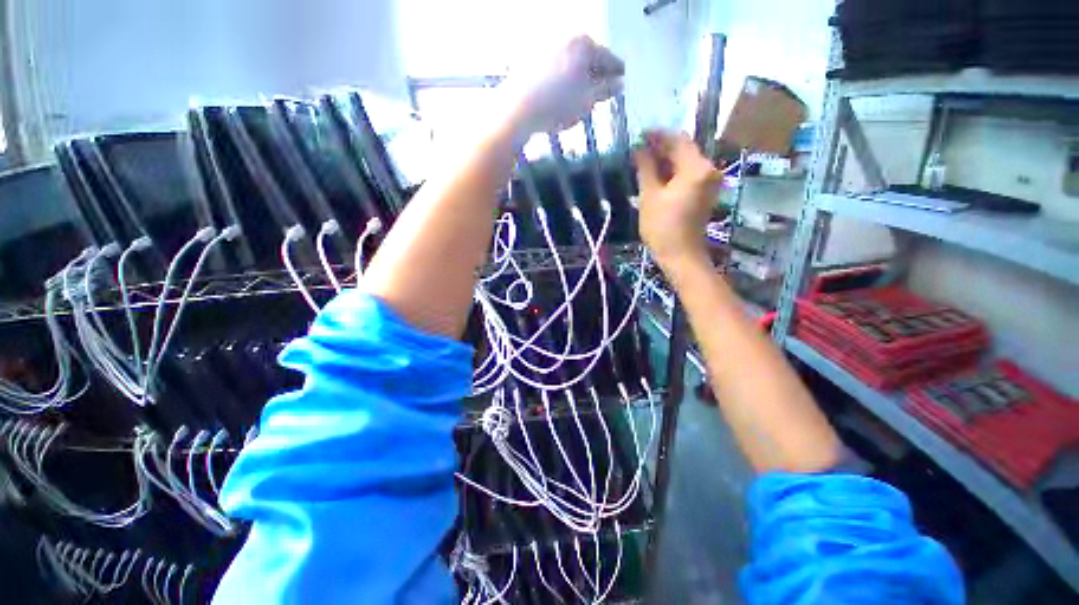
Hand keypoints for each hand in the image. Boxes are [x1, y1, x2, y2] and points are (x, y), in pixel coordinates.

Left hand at [503, 36, 624, 136]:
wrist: (519, 108)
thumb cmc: (559, 103)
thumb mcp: (588, 100)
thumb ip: (606, 90)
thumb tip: (620, 84)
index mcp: (584, 44)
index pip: (608, 59)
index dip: (617, 74)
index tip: (621, 84)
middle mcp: (566, 39)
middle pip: (588, 59)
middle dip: (595, 78)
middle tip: (599, 96)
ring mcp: (547, 48)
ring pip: (570, 66)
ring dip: (577, 82)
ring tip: (577, 103)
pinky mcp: (531, 61)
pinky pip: (554, 71)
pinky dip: (561, 83)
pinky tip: (558, 100)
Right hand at [635, 130, 721, 268]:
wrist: (680, 255)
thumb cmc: (662, 227)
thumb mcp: (649, 196)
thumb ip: (646, 168)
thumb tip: (639, 148)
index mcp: (697, 168)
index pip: (678, 140)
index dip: (658, 135)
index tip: (639, 134)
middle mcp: (708, 170)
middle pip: (684, 150)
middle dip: (661, 148)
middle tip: (638, 149)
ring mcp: (709, 182)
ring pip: (685, 162)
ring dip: (666, 160)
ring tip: (643, 161)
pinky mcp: (704, 192)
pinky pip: (688, 174)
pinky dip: (672, 172)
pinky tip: (656, 175)